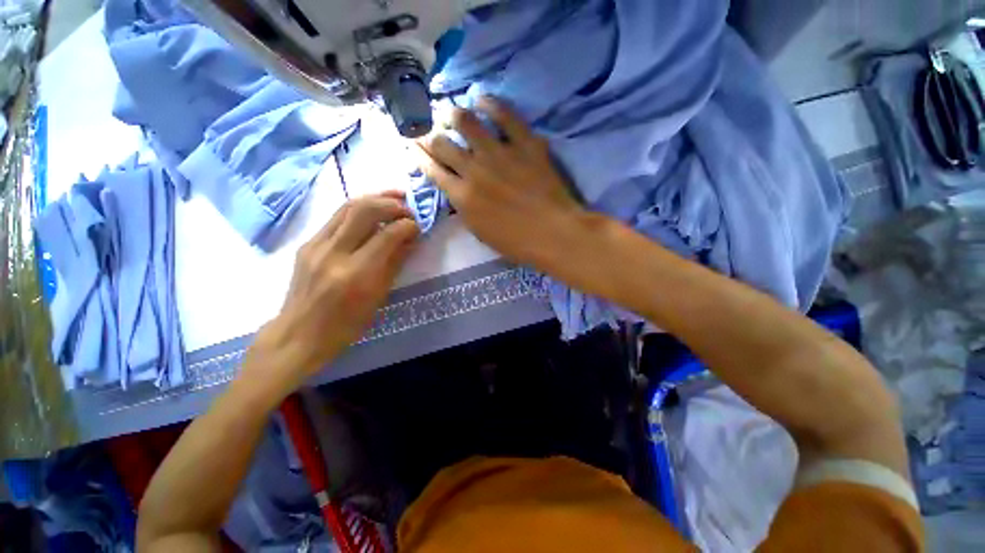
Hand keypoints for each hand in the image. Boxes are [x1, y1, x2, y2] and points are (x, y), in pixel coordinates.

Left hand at [246, 192, 418, 394]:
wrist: (299, 334)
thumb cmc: (346, 324)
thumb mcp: (378, 297)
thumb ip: (395, 263)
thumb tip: (411, 239)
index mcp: (355, 274)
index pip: (387, 235)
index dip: (407, 225)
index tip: (418, 225)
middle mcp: (333, 253)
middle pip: (364, 210)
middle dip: (391, 203)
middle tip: (408, 207)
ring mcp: (315, 245)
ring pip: (347, 207)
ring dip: (375, 199)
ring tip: (395, 198)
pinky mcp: (307, 243)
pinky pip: (336, 217)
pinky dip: (359, 209)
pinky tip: (372, 213)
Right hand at [415, 97, 587, 268]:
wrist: (554, 233)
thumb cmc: (517, 243)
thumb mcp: (481, 232)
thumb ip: (465, 208)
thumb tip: (457, 189)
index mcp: (463, 197)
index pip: (432, 170)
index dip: (419, 156)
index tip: (412, 145)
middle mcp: (474, 171)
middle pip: (442, 144)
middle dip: (429, 135)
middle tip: (430, 130)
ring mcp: (499, 154)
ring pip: (465, 122)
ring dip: (452, 115)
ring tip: (450, 112)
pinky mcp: (524, 143)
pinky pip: (504, 115)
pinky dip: (491, 104)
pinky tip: (482, 101)